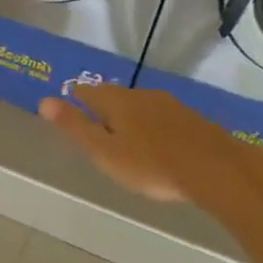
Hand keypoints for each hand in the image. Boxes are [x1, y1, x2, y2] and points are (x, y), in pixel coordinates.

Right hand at [38, 84, 262, 208]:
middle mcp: (141, 96)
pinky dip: (153, 126)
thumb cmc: (151, 165)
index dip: (75, 99)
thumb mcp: (104, 151)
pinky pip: (162, 117)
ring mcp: (170, 106)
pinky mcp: (192, 120)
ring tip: (125, 135)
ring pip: (140, 106)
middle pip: (114, 96)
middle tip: (96, 124)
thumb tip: (44, 100)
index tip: (69, 107)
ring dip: (129, 116)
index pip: (87, 92)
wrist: (218, 171)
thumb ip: (75, 126)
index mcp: (115, 102)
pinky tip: (157, 142)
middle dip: (103, 107)